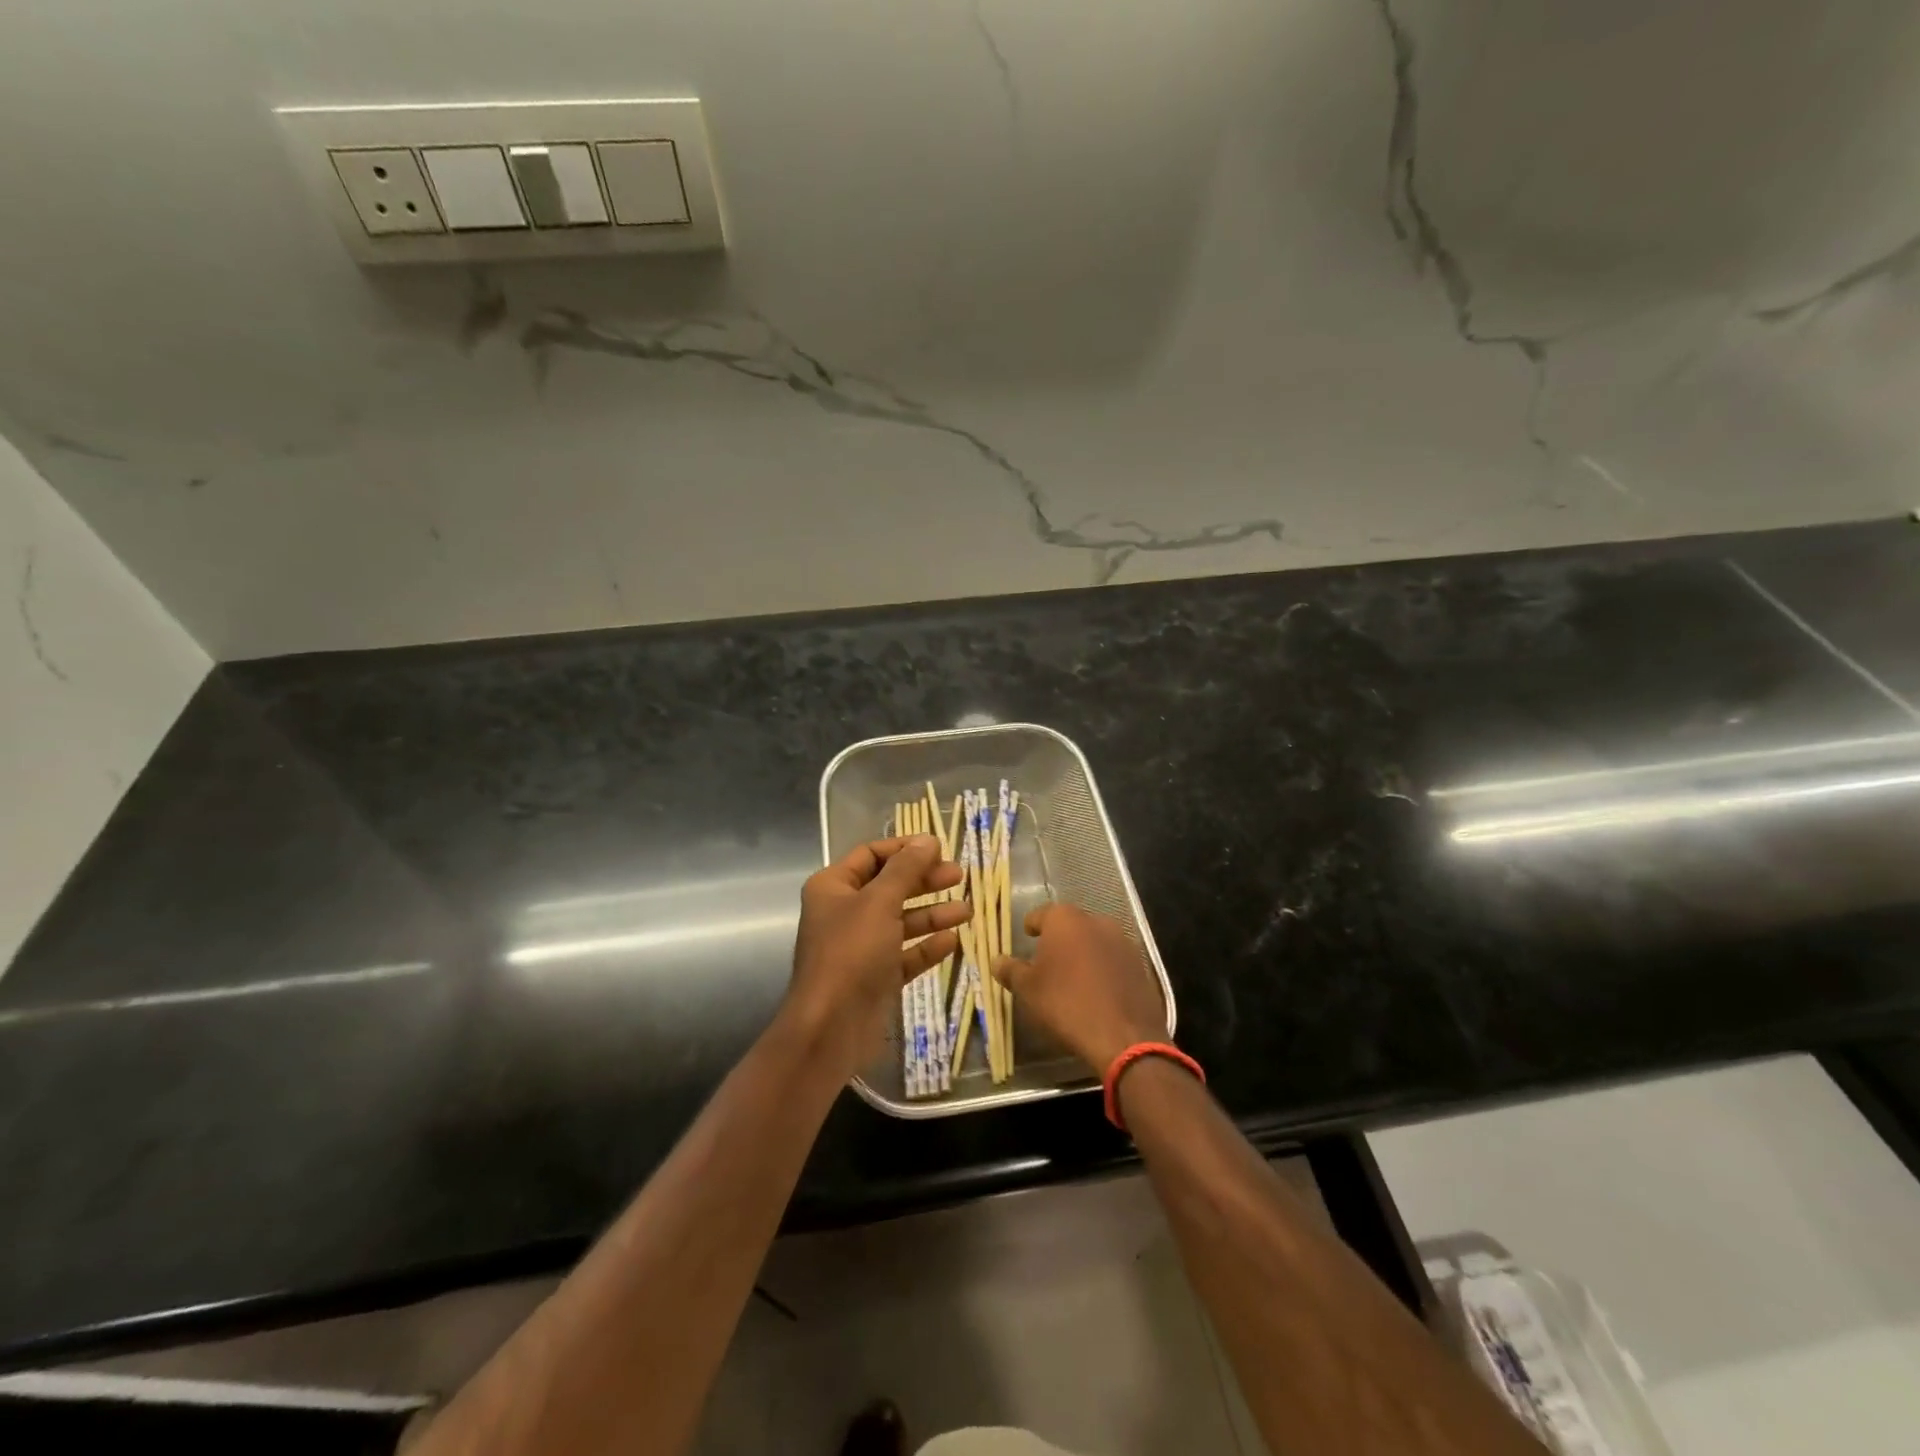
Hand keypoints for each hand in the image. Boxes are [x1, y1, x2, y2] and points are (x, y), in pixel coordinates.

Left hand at [788, 836, 969, 1073]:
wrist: (830, 1028)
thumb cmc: (851, 953)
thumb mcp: (880, 902)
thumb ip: (905, 869)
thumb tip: (927, 839)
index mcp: (833, 887)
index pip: (871, 855)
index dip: (904, 848)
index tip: (939, 848)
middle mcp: (845, 913)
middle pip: (890, 887)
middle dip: (924, 881)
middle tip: (959, 876)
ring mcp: (860, 947)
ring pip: (901, 922)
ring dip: (933, 914)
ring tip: (966, 911)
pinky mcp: (875, 977)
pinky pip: (905, 955)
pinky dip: (926, 947)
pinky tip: (953, 942)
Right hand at [994, 904, 1165, 1073]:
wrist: (1124, 1036)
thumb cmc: (1066, 1004)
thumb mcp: (1028, 990)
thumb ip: (1011, 970)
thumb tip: (997, 960)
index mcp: (1065, 920)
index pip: (1041, 914)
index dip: (1032, 927)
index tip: (1027, 939)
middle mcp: (1096, 921)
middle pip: (1070, 925)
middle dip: (1059, 940)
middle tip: (1047, 962)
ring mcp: (1122, 941)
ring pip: (1094, 941)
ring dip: (1083, 953)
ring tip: (1073, 978)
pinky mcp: (1140, 963)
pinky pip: (1113, 959)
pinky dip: (1103, 968)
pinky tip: (1097, 991)